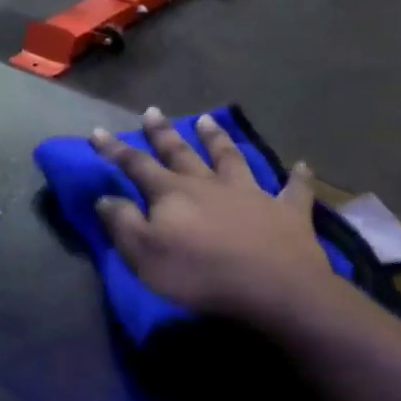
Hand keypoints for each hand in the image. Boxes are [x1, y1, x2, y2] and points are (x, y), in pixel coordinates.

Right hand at [91, 109, 341, 325]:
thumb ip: (124, 223)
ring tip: (207, 119)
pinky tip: (302, 165)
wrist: (274, 288)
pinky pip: (294, 189)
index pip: (137, 165)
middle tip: (152, 112)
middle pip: (182, 153)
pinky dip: (297, 177)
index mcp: (173, 193)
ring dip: (218, 138)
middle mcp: (210, 184)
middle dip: (163, 133)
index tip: (98, 132)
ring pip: (231, 158)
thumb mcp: (145, 255)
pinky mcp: (287, 211)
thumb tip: (105, 197)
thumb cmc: (200, 274)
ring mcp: (251, 194)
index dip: (115, 149)